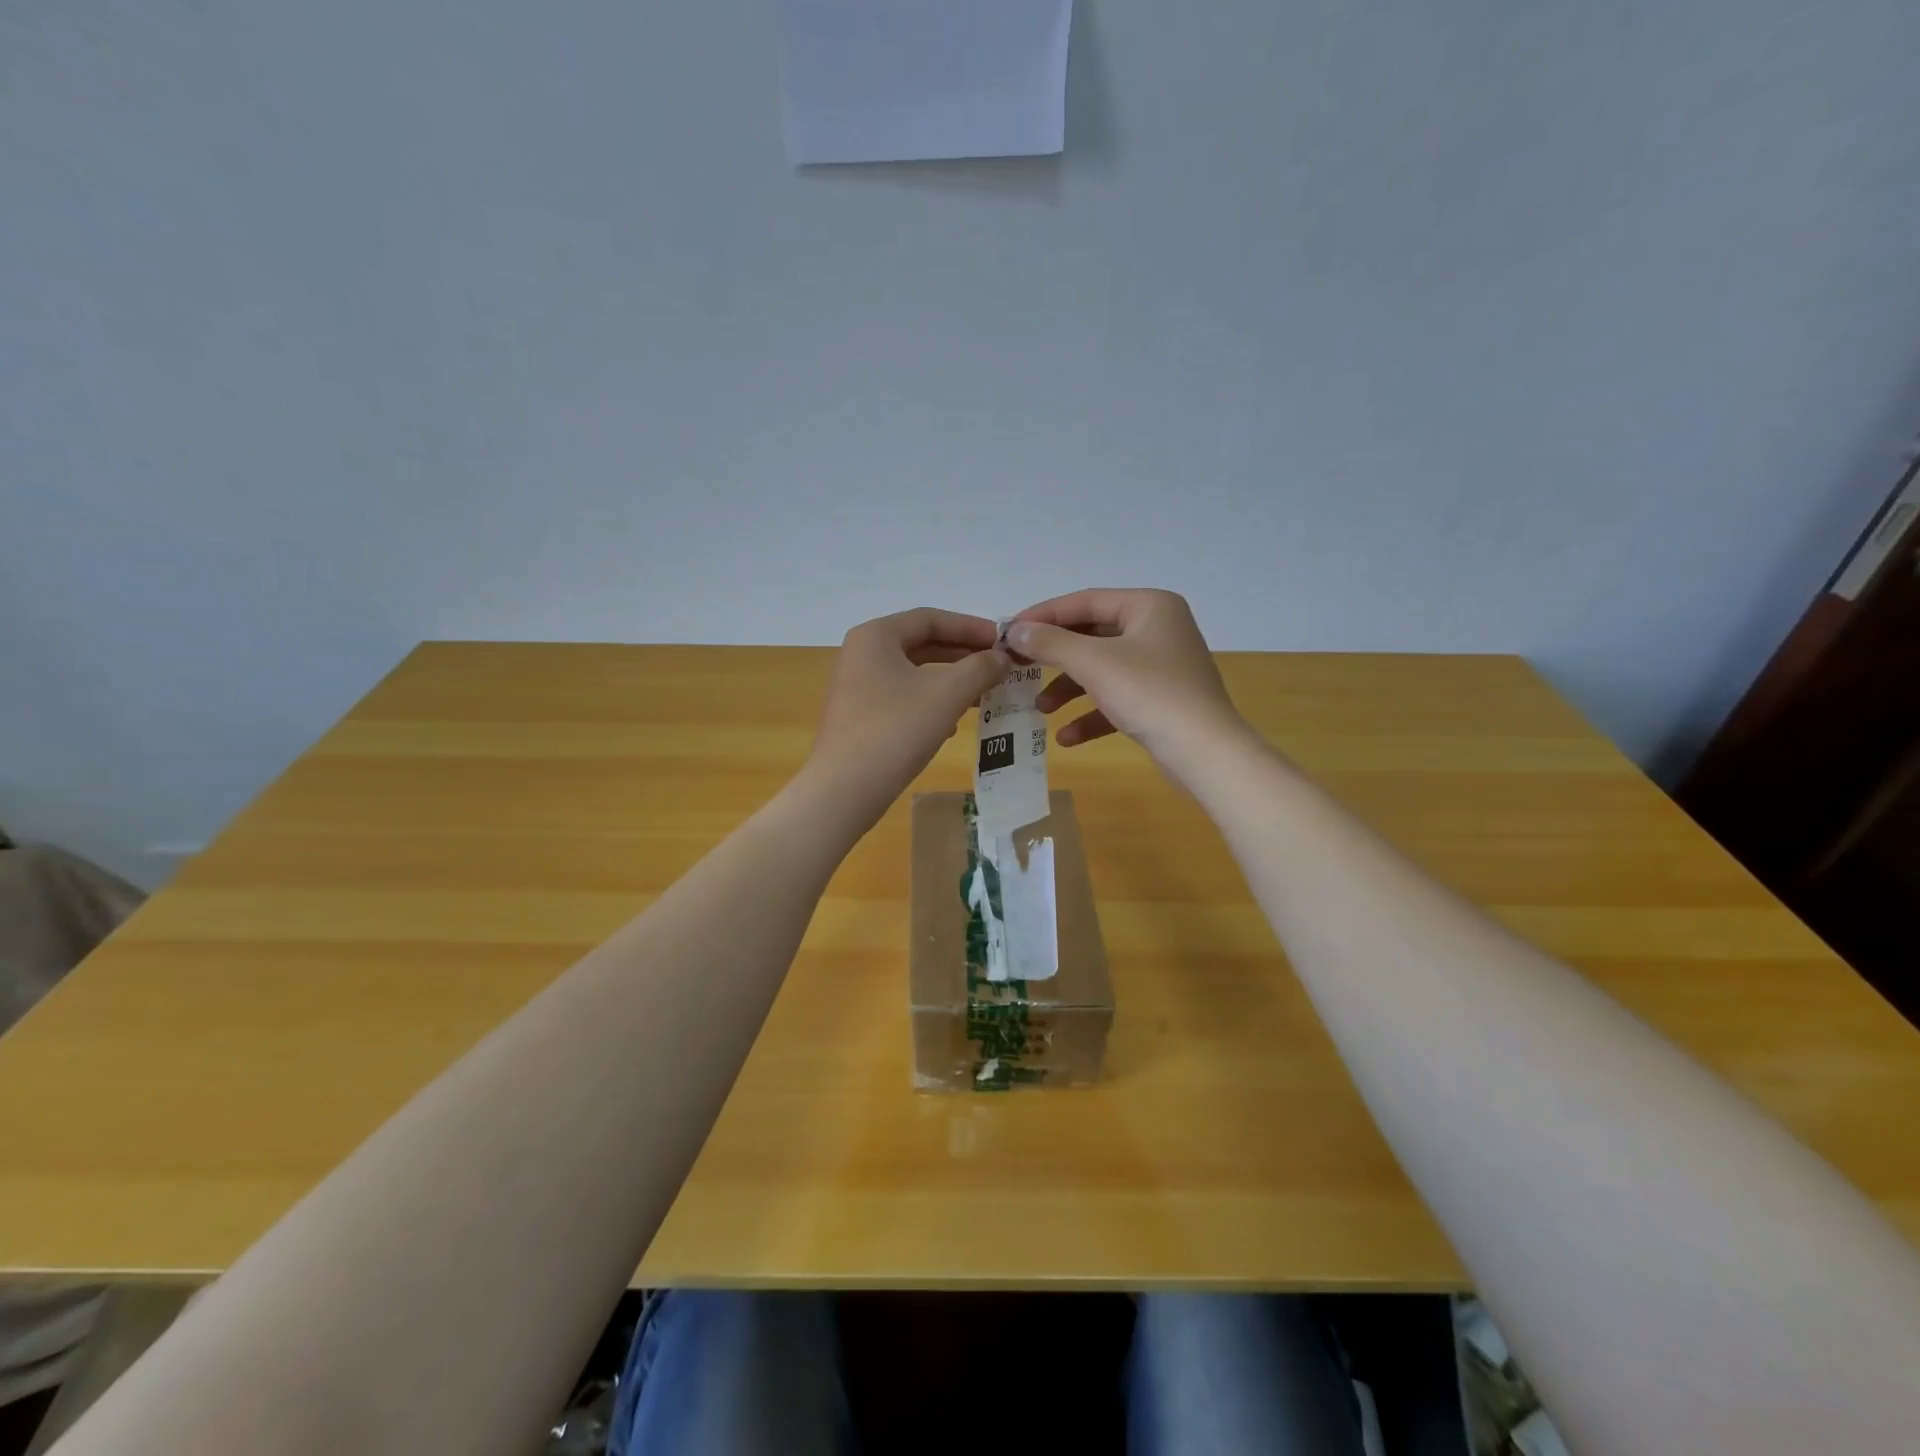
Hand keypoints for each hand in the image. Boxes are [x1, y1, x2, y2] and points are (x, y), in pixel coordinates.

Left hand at [805, 608, 1006, 824]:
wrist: (844, 790)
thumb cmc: (896, 730)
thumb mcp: (947, 693)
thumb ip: (980, 668)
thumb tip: (1003, 658)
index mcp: (876, 636)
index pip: (931, 618)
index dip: (971, 627)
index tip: (1003, 641)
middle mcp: (862, 653)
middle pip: (922, 643)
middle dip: (963, 655)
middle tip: (999, 667)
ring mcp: (857, 686)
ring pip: (915, 673)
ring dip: (952, 680)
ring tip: (984, 694)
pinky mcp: (860, 716)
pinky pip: (904, 697)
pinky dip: (932, 702)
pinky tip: (953, 724)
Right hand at [1006, 589, 1248, 775]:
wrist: (1205, 752)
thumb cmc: (1149, 693)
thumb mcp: (1093, 663)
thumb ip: (1050, 643)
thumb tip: (1014, 631)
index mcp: (1149, 606)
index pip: (1085, 601)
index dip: (1044, 615)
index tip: (1008, 632)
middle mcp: (1158, 629)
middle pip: (1092, 636)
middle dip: (1055, 657)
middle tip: (1018, 667)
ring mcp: (1162, 666)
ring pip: (1103, 670)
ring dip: (1069, 689)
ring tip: (1041, 709)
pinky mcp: (1162, 700)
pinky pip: (1118, 699)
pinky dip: (1092, 714)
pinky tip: (1067, 738)